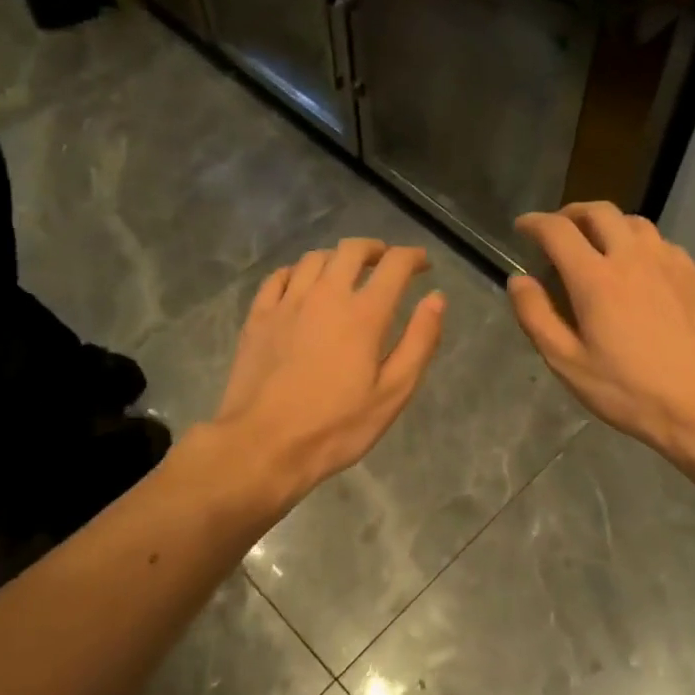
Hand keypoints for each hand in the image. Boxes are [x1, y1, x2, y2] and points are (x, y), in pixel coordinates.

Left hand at [212, 239, 444, 499]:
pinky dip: (298, 272)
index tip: (422, 263)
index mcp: (363, 313)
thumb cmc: (336, 426)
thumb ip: (419, 342)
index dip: (412, 257)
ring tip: (346, 273)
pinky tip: (302, 285)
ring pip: (314, 258)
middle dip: (375, 249)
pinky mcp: (258, 317)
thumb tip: (436, 298)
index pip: (394, 265)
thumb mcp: (392, 393)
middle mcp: (325, 295)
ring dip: (337, 258)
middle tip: (386, 262)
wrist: (262, 445)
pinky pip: (279, 277)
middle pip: (351, 250)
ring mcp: (287, 303)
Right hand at [509, 203, 694, 459]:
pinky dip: (637, 242)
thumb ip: (536, 316)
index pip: (557, 230)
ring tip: (597, 244)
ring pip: (632, 221)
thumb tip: (518, 279)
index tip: (522, 227)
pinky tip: (637, 267)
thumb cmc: (628, 390)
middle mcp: (632, 257)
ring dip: (607, 223)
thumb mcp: (568, 363)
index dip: (534, 223)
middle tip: (558, 230)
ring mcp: (668, 262)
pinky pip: (659, 242)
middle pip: (598, 211)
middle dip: (571, 213)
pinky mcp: (692, 274)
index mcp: (595, 278)